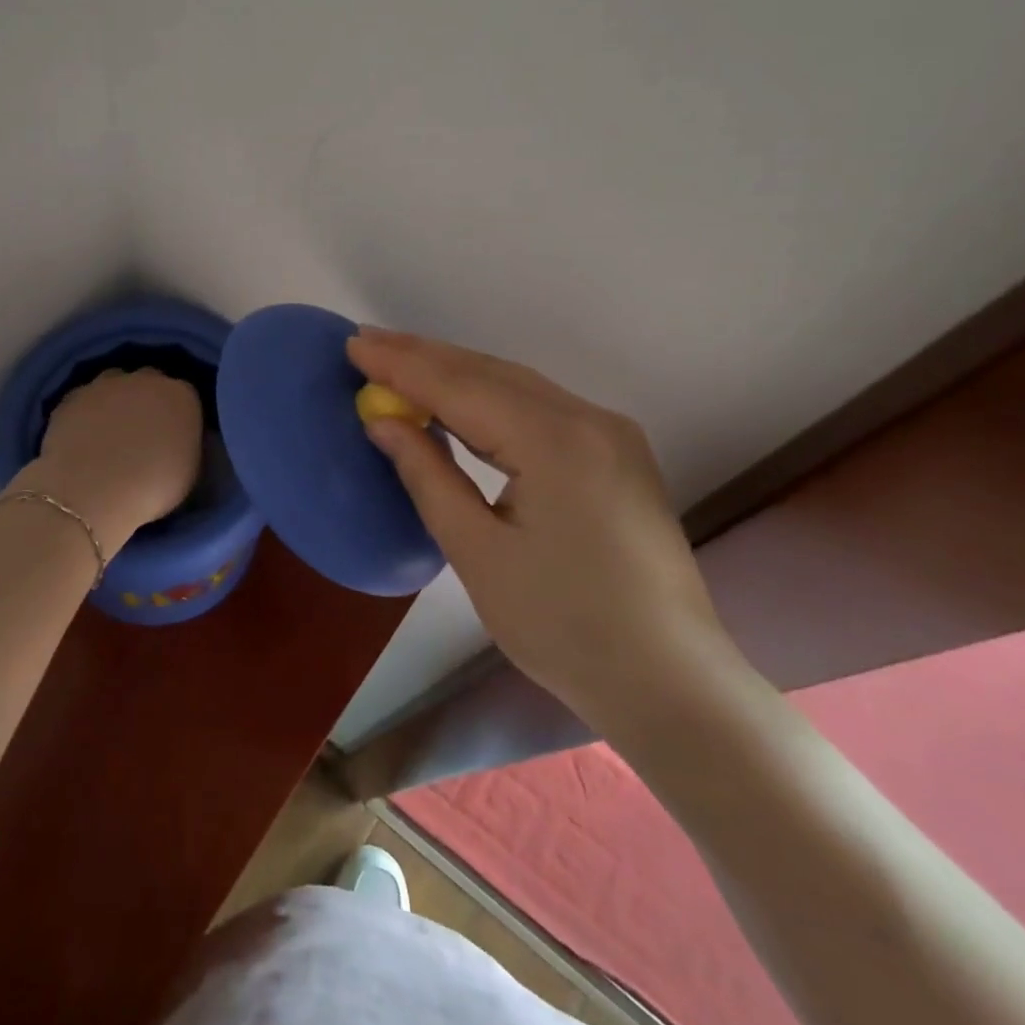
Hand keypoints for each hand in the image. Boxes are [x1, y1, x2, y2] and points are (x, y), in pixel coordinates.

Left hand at [25, 368, 203, 555]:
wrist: (90, 493)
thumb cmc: (151, 489)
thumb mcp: (189, 472)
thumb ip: (186, 445)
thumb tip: (177, 442)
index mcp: (182, 396)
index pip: (187, 396)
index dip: (179, 417)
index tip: (173, 438)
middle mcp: (145, 380)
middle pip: (150, 382)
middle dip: (148, 401)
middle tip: (142, 434)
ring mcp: (105, 385)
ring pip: (115, 384)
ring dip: (115, 401)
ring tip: (109, 435)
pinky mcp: (72, 396)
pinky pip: (85, 400)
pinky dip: (86, 414)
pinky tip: (83, 439)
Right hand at [347, 327, 737, 734]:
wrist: (670, 682)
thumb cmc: (562, 627)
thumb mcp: (478, 553)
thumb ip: (427, 476)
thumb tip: (383, 422)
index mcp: (554, 442)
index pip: (460, 387)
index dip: (402, 365)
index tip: (353, 346)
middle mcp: (588, 419)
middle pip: (490, 373)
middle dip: (425, 356)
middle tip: (367, 342)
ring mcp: (610, 433)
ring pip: (517, 385)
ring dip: (456, 372)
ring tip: (401, 360)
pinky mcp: (617, 452)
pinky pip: (541, 406)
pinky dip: (491, 396)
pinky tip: (460, 398)